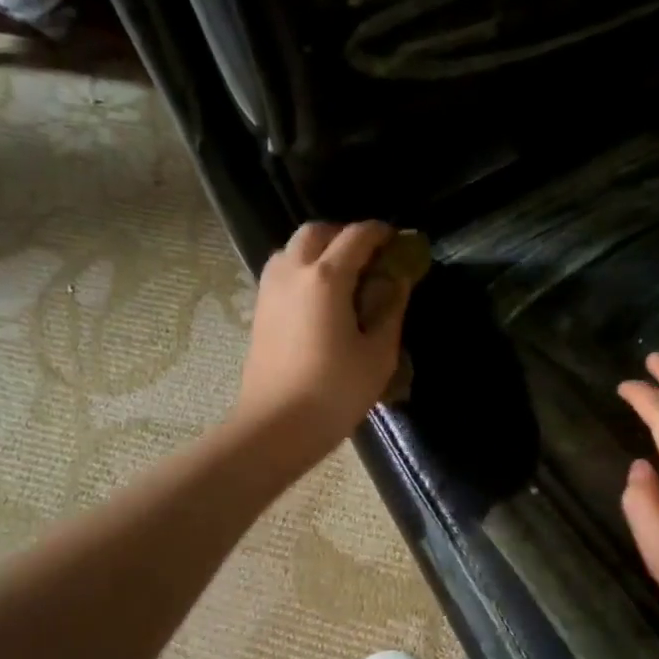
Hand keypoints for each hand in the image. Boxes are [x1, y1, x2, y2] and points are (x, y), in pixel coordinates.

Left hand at [234, 220, 411, 460]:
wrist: (276, 427)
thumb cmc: (334, 393)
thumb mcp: (378, 354)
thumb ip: (390, 309)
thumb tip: (397, 281)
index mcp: (326, 278)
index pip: (356, 236)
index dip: (381, 233)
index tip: (398, 240)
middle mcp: (293, 272)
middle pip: (317, 232)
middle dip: (345, 235)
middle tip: (369, 257)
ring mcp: (270, 290)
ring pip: (293, 249)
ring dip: (319, 250)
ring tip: (344, 276)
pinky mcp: (259, 310)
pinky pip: (282, 271)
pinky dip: (303, 269)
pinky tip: (320, 298)